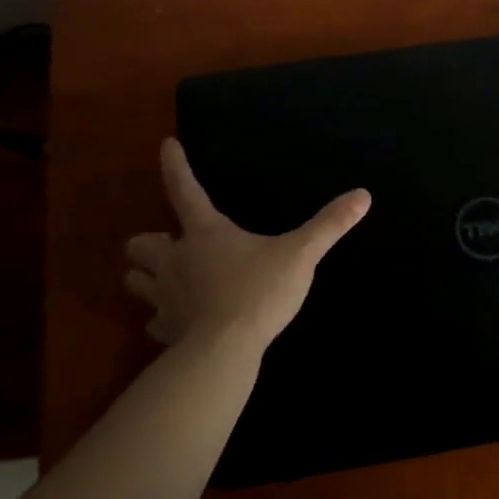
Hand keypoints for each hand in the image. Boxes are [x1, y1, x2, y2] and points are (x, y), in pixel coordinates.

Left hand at [124, 138, 370, 353]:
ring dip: (146, 277)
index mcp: (205, 233)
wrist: (225, 352)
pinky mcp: (165, 331)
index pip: (184, 189)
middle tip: (170, 245)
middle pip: (138, 245)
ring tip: (166, 279)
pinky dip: (163, 317)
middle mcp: (176, 261)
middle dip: (149, 243)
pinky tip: (180, 320)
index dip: (175, 165)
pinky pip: (154, 321)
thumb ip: (329, 225)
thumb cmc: (259, 292)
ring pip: (135, 281)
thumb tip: (363, 195)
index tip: (167, 145)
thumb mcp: (301, 255)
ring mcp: (165, 298)